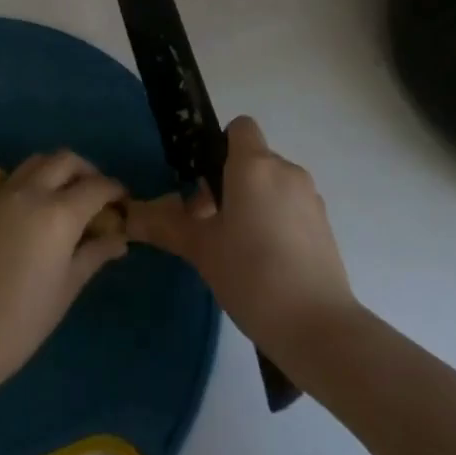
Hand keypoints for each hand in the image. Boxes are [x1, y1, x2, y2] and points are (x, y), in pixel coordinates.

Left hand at [0, 151, 127, 387]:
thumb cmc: (21, 321)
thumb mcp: (67, 288)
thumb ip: (94, 255)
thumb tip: (119, 239)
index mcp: (59, 213)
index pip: (97, 186)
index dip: (115, 191)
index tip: (124, 204)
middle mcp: (31, 192)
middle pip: (66, 160)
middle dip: (87, 171)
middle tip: (97, 196)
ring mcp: (3, 194)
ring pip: (37, 161)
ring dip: (58, 170)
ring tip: (68, 199)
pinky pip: (16, 178)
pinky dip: (34, 181)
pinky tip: (38, 211)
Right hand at [127, 117, 358, 355]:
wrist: (318, 327)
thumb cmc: (251, 274)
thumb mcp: (201, 250)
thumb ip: (167, 225)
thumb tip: (130, 215)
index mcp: (254, 165)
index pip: (240, 127)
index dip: (219, 146)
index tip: (205, 183)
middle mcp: (286, 170)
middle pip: (254, 159)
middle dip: (231, 182)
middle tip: (211, 224)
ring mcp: (310, 197)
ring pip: (273, 184)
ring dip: (255, 202)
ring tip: (239, 248)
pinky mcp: (325, 224)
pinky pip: (292, 207)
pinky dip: (277, 221)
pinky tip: (267, 263)